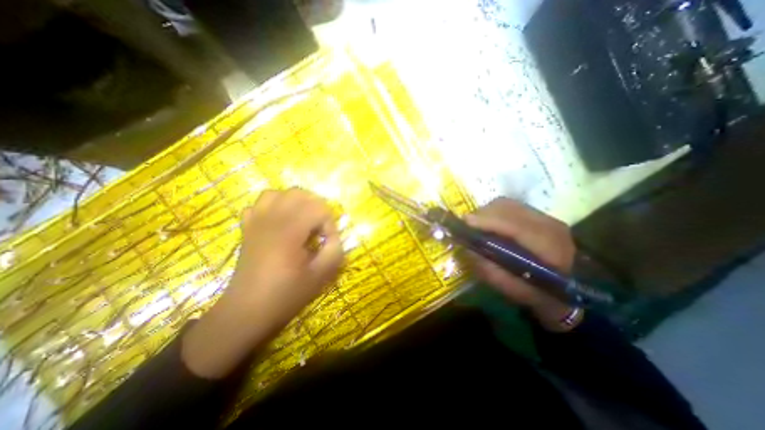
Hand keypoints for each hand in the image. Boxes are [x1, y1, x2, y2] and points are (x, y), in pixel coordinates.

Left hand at [226, 189, 343, 325]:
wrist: (246, 312)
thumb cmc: (285, 296)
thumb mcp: (319, 276)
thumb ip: (335, 251)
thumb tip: (334, 237)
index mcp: (289, 232)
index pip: (318, 209)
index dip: (329, 224)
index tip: (328, 242)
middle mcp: (271, 221)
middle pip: (299, 194)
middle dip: (316, 207)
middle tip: (320, 228)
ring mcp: (256, 222)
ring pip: (278, 193)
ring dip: (296, 202)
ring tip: (303, 220)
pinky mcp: (248, 229)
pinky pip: (260, 204)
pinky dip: (274, 206)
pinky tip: (280, 222)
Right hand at [466, 196, 579, 329]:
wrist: (569, 288)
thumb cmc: (539, 293)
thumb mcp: (512, 289)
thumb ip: (489, 270)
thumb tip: (466, 249)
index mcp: (550, 248)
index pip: (516, 226)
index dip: (489, 221)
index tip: (465, 222)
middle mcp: (549, 225)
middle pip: (508, 208)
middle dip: (482, 215)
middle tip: (466, 226)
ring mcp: (545, 216)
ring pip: (507, 204)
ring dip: (486, 212)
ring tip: (475, 225)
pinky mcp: (538, 214)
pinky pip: (509, 206)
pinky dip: (493, 212)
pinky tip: (488, 224)